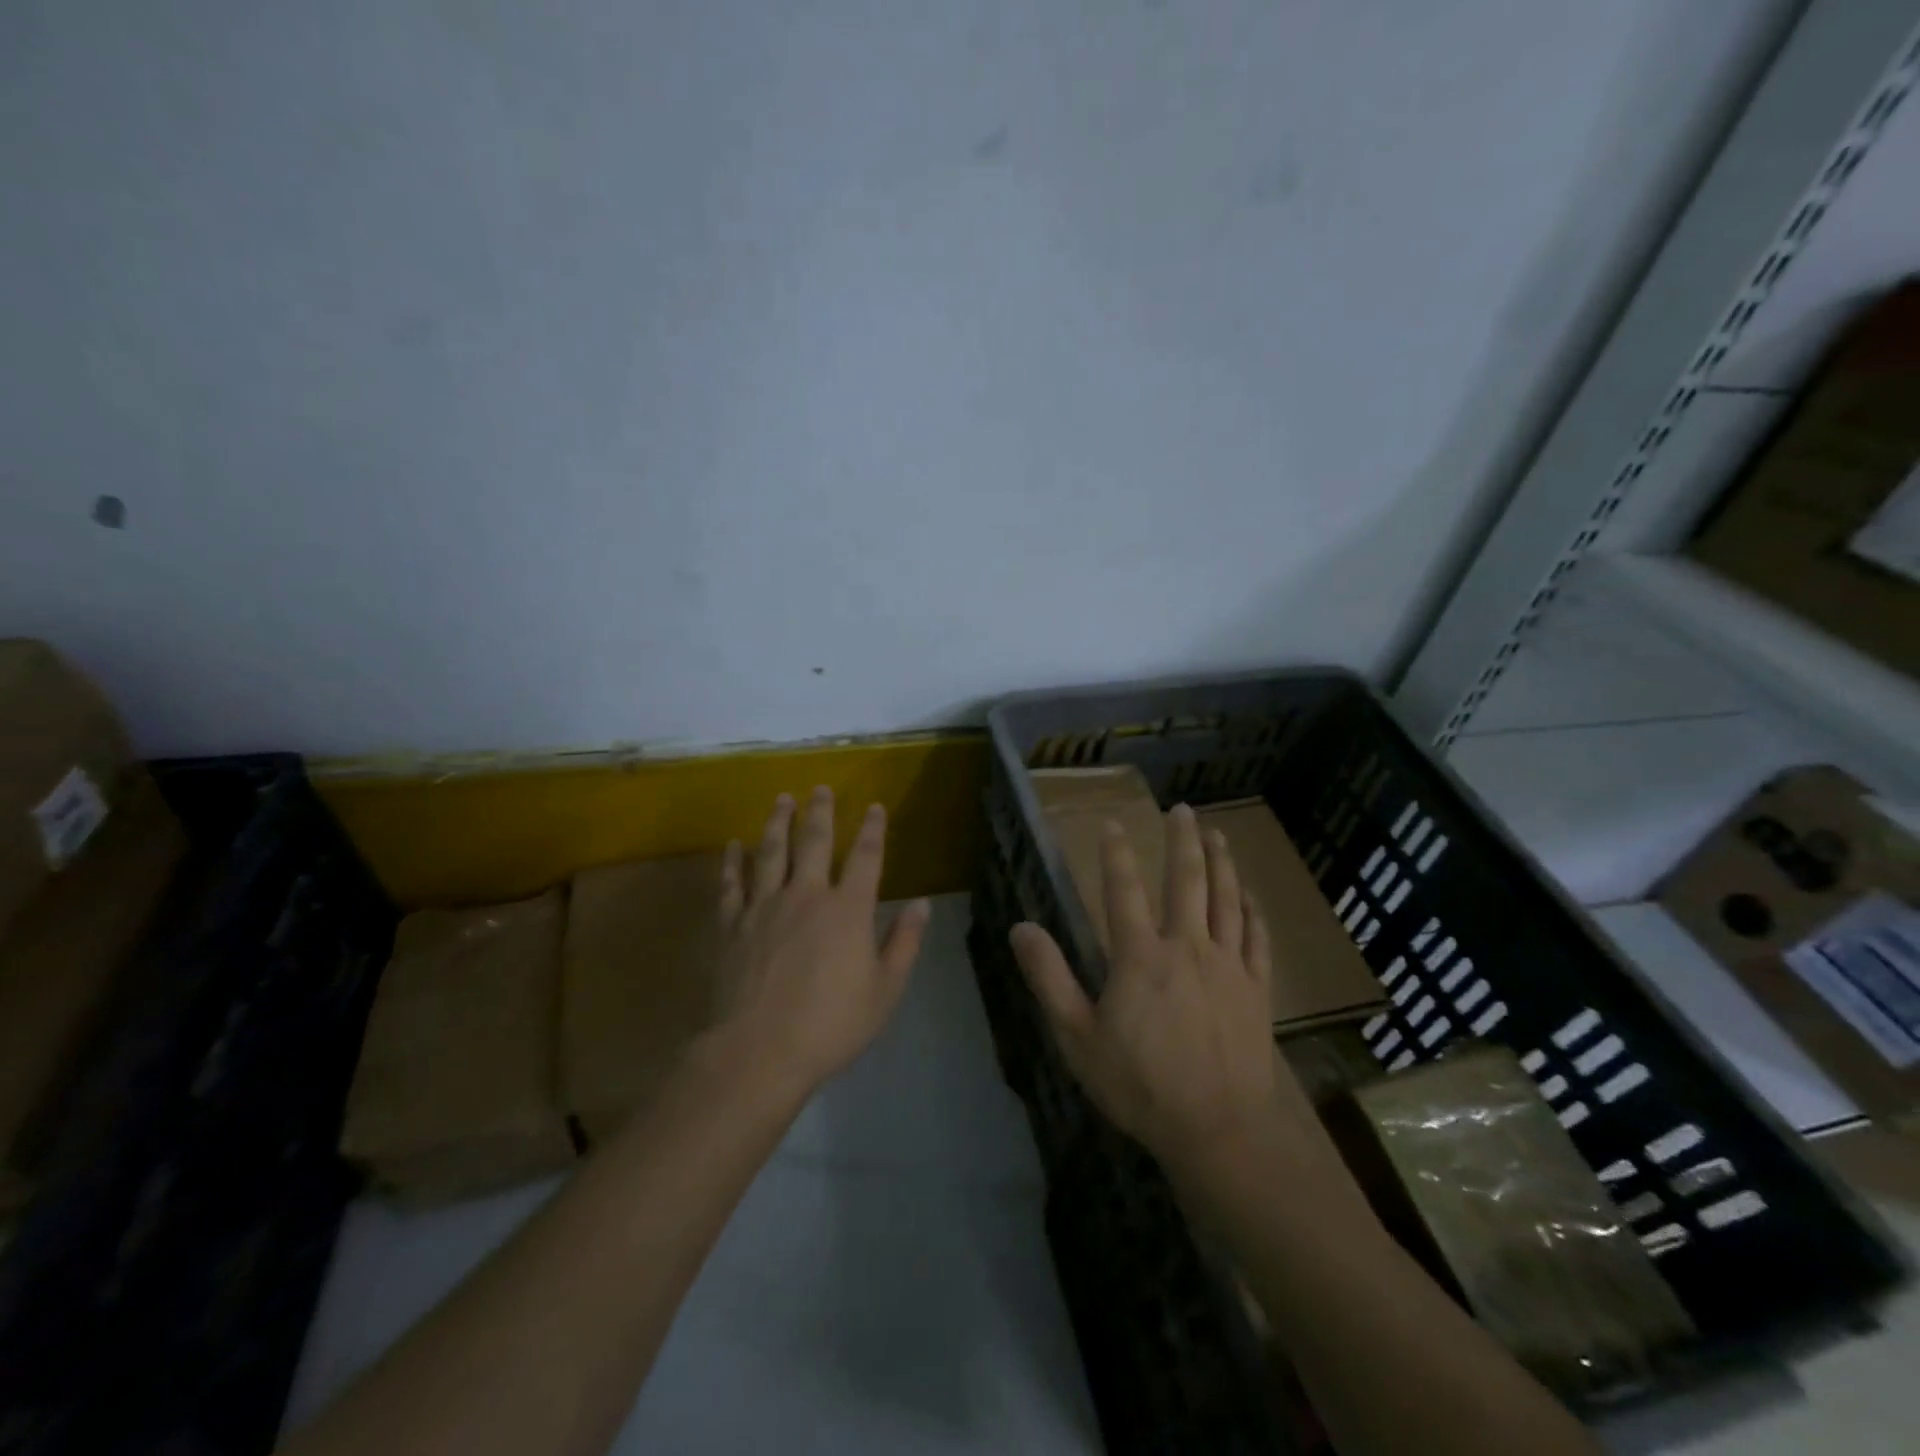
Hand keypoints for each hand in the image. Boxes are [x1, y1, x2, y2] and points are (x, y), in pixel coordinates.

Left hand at [710, 787, 930, 1099]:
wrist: (759, 1051)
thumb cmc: (831, 1024)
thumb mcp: (885, 990)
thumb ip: (904, 942)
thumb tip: (922, 904)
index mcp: (848, 910)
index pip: (865, 857)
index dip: (873, 829)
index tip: (875, 807)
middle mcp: (807, 895)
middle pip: (814, 841)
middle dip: (820, 811)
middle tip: (820, 788)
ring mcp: (764, 906)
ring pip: (771, 852)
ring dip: (777, 822)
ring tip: (782, 799)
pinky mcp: (732, 924)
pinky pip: (732, 883)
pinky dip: (732, 861)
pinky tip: (733, 845)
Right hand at [1010, 804, 1283, 1168]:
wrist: (1218, 1130)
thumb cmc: (1140, 1085)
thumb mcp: (1077, 1037)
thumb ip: (1049, 978)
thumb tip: (1021, 926)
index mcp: (1140, 956)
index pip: (1123, 890)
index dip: (1116, 853)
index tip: (1112, 824)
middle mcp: (1187, 947)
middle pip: (1187, 880)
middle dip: (1182, 840)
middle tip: (1181, 808)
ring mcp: (1228, 965)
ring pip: (1227, 900)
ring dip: (1221, 862)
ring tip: (1216, 834)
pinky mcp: (1256, 988)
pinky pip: (1257, 938)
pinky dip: (1253, 911)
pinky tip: (1251, 896)